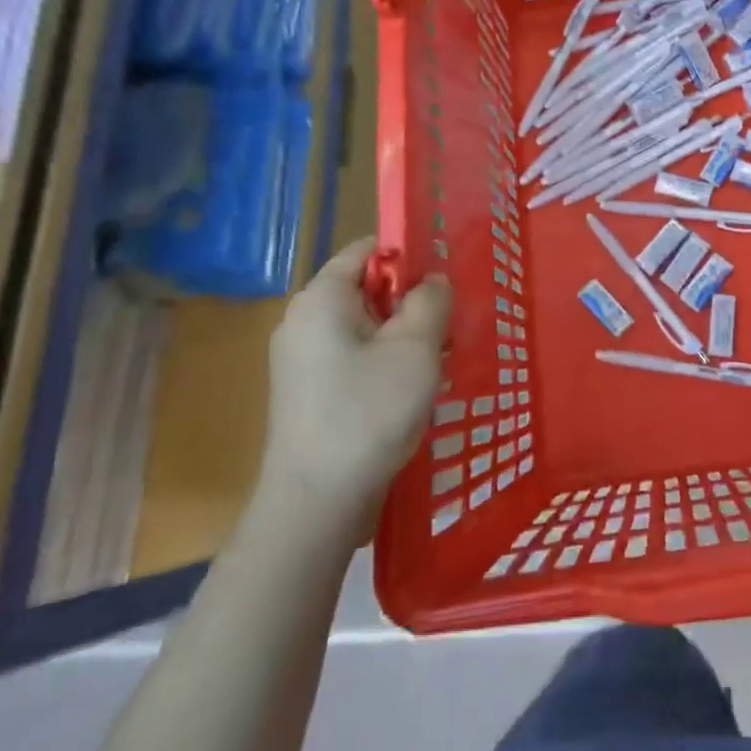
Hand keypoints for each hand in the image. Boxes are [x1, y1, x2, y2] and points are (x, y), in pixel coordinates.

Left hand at [264, 238, 451, 517]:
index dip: (408, 254)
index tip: (444, 280)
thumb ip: (430, 301)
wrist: (316, 501)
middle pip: (367, 288)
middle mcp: (304, 321)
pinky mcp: (309, 391)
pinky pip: (355, 356)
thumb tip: (433, 281)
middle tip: (448, 326)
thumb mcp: (415, 347)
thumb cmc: (368, 411)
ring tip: (437, 361)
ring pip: (365, 326)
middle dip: (411, 301)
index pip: (366, 249)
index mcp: (321, 299)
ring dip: (403, 335)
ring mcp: (302, 359)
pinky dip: (385, 361)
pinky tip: (412, 388)